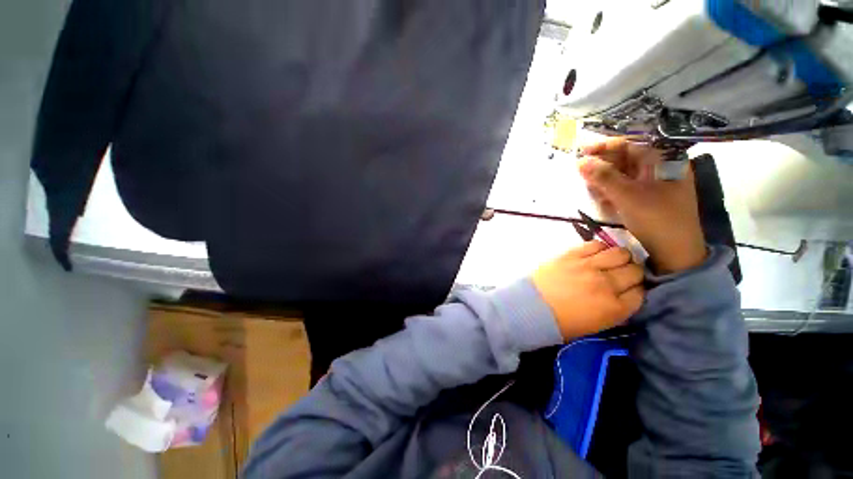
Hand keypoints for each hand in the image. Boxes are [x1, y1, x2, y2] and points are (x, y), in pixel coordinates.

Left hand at [532, 242, 643, 340]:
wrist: (529, 307)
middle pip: (634, 271)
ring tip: (609, 262)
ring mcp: (588, 267)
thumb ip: (614, 310)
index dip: (636, 290)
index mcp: (614, 308)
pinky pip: (595, 244)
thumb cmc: (559, 322)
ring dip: (619, 258)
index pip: (641, 293)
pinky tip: (594, 254)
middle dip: (631, 273)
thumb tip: (623, 296)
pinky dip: (600, 248)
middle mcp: (607, 284)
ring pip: (620, 253)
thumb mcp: (594, 325)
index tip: (629, 289)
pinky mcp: (571, 255)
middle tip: (620, 275)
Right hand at [578, 138, 706, 274]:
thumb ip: (603, 177)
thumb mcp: (627, 195)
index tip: (583, 151)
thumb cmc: (657, 219)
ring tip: (589, 188)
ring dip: (603, 179)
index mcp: (664, 160)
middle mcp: (659, 168)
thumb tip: (580, 161)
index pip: (631, 144)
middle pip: (625, 158)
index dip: (606, 146)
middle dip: (602, 165)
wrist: (675, 252)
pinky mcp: (645, 198)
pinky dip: (610, 190)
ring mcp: (653, 184)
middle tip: (581, 172)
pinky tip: (600, 198)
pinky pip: (624, 187)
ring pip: (622, 174)